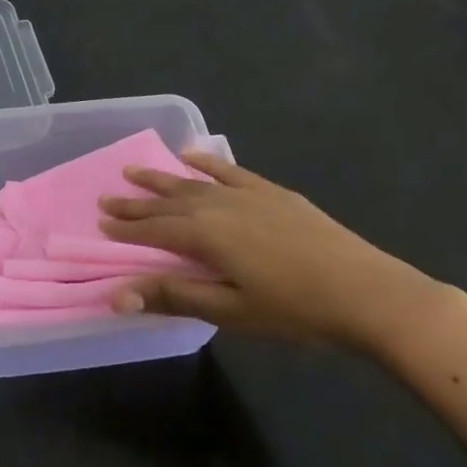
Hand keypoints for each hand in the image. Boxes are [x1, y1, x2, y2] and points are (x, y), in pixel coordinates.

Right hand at [100, 151, 448, 352]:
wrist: (365, 291)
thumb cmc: (295, 310)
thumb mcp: (231, 310)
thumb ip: (174, 296)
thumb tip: (117, 295)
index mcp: (206, 235)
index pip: (154, 229)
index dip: (127, 228)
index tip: (101, 222)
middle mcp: (218, 205)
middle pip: (168, 203)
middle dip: (136, 202)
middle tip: (107, 198)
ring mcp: (246, 194)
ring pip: (193, 183)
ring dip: (162, 179)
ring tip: (135, 171)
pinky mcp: (271, 192)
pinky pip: (229, 170)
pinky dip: (206, 163)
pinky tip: (191, 155)